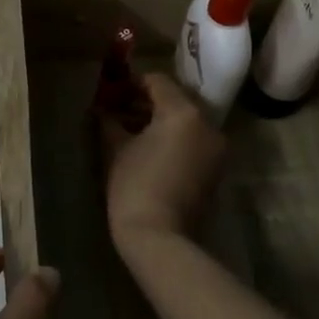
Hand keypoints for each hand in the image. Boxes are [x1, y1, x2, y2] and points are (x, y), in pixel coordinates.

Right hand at [101, 71, 226, 245]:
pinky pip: (194, 141)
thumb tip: (102, 109)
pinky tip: (150, 151)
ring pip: (187, 121)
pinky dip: (175, 139)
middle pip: (176, 100)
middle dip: (147, 102)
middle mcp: (207, 124)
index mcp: (184, 112)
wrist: (160, 236)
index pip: (158, 81)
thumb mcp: (116, 149)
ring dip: (161, 121)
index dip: (132, 83)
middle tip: (119, 111)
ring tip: (131, 132)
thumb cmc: (134, 186)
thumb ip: (110, 121)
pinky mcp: (216, 168)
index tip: (112, 93)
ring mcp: (216, 148)